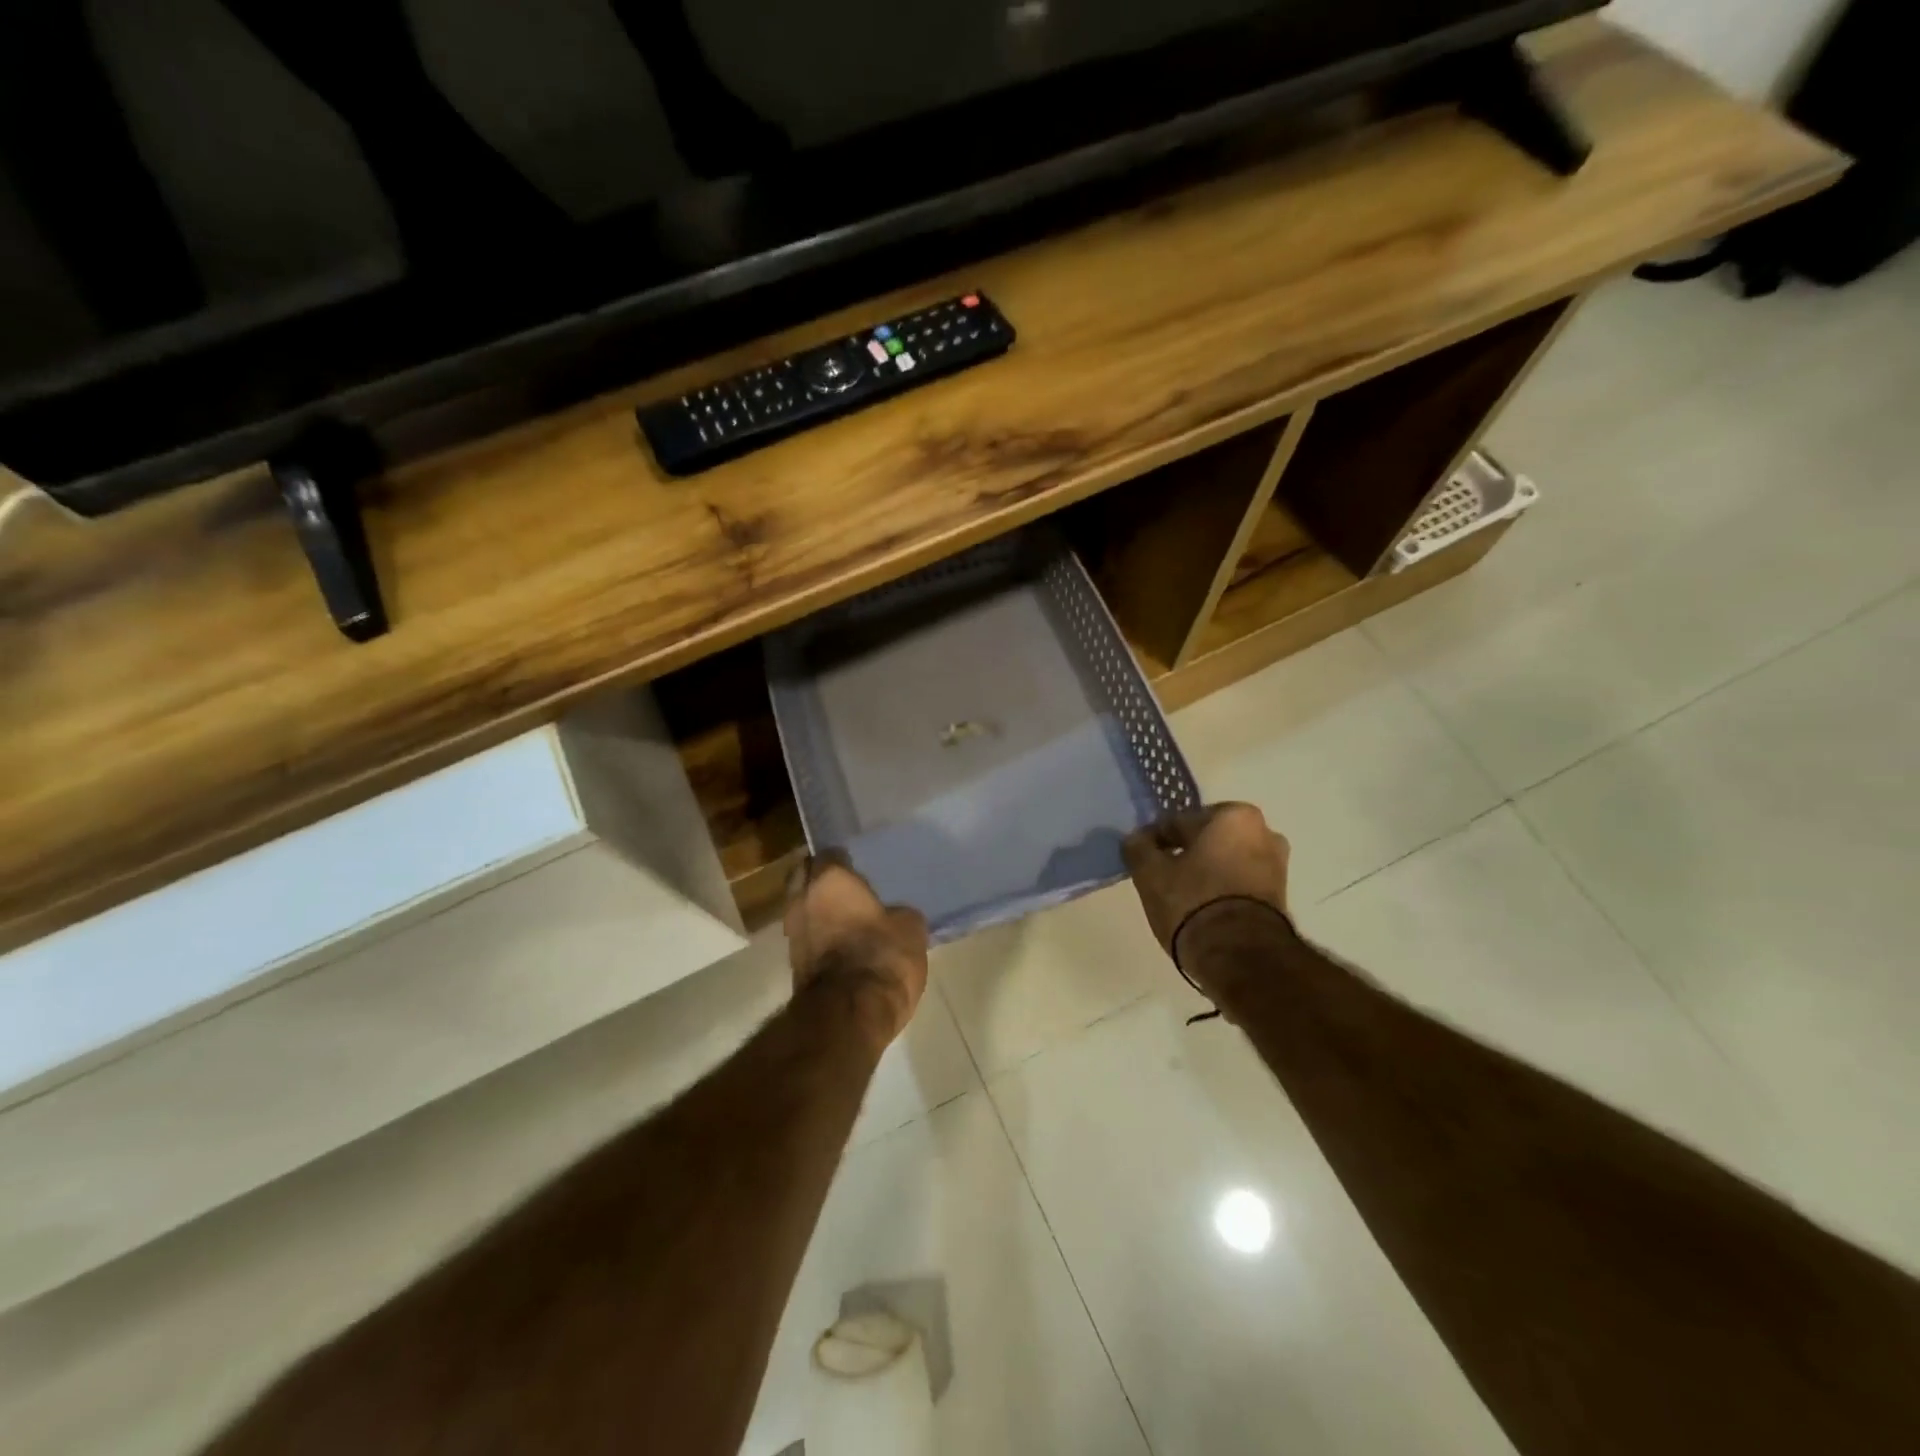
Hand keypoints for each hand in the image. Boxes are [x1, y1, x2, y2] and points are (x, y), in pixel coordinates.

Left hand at [784, 850, 928, 1049]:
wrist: (849, 1015)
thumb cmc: (882, 957)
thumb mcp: (910, 929)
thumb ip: (898, 913)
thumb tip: (893, 916)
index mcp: (830, 879)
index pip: (831, 854)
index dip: (845, 860)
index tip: (859, 868)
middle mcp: (803, 898)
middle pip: (804, 876)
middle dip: (819, 878)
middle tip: (845, 887)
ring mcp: (793, 932)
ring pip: (801, 907)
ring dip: (817, 909)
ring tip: (844, 916)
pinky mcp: (792, 963)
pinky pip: (806, 936)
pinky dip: (818, 935)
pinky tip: (839, 941)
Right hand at [1122, 802, 1290, 963]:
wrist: (1239, 957)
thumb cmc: (1193, 901)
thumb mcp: (1150, 873)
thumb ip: (1138, 848)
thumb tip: (1137, 839)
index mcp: (1235, 816)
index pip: (1181, 822)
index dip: (1158, 839)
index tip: (1143, 858)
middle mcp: (1264, 832)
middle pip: (1208, 840)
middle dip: (1187, 853)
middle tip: (1162, 876)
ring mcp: (1277, 866)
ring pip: (1226, 861)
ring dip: (1206, 872)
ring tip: (1181, 896)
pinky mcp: (1281, 898)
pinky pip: (1240, 883)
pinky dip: (1222, 890)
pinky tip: (1202, 908)